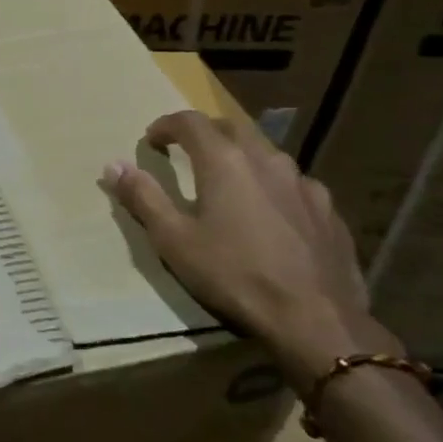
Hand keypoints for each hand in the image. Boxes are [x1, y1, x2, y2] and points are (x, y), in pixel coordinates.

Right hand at [103, 110, 401, 394]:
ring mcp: (304, 184)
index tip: (151, 139)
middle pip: (232, 128)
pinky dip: (272, 186)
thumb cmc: (234, 275)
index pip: (191, 122)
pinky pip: (294, 184)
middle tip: (186, 151)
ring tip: (228, 181)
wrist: (316, 319)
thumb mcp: (174, 240)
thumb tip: (114, 166)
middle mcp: (267, 161)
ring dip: (241, 157)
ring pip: (267, 155)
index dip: (166, 125)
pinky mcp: (328, 211)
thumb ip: (143, 197)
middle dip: (205, 133)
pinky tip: (270, 212)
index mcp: (225, 162)